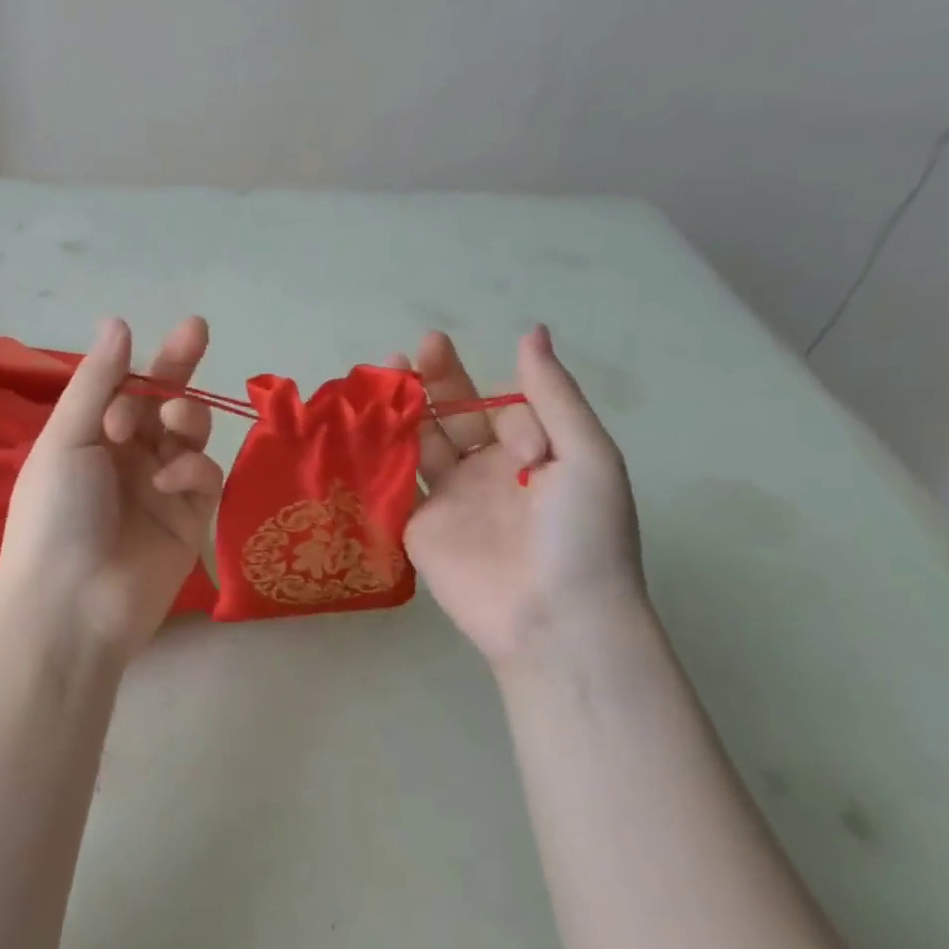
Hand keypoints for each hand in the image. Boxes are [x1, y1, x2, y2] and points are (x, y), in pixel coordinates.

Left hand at [0, 316, 223, 657]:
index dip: (154, 360)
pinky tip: (169, 482)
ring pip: (190, 436)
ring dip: (185, 418)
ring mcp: (160, 491)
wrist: (72, 603)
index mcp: (90, 438)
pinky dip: (192, 470)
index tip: (184, 329)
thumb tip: (119, 322)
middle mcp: (126, 459)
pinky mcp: (189, 521)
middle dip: (179, 371)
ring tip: (171, 423)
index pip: (129, 388)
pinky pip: (204, 478)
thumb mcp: (67, 438)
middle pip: (164, 405)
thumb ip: (98, 381)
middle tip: (196, 334)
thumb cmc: (56, 513)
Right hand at [393, 326, 644, 669]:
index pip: (501, 405)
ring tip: (379, 378)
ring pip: (419, 444)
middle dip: (436, 380)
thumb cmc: (581, 534)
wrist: (554, 617)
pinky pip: (395, 485)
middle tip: (416, 347)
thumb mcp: (587, 456)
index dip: (495, 398)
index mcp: (532, 452)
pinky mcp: (418, 526)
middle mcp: (487, 470)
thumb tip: (531, 331)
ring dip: (402, 412)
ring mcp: (450, 499)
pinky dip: (378, 458)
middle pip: (454, 414)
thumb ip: (553, 395)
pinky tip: (361, 428)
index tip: (510, 432)